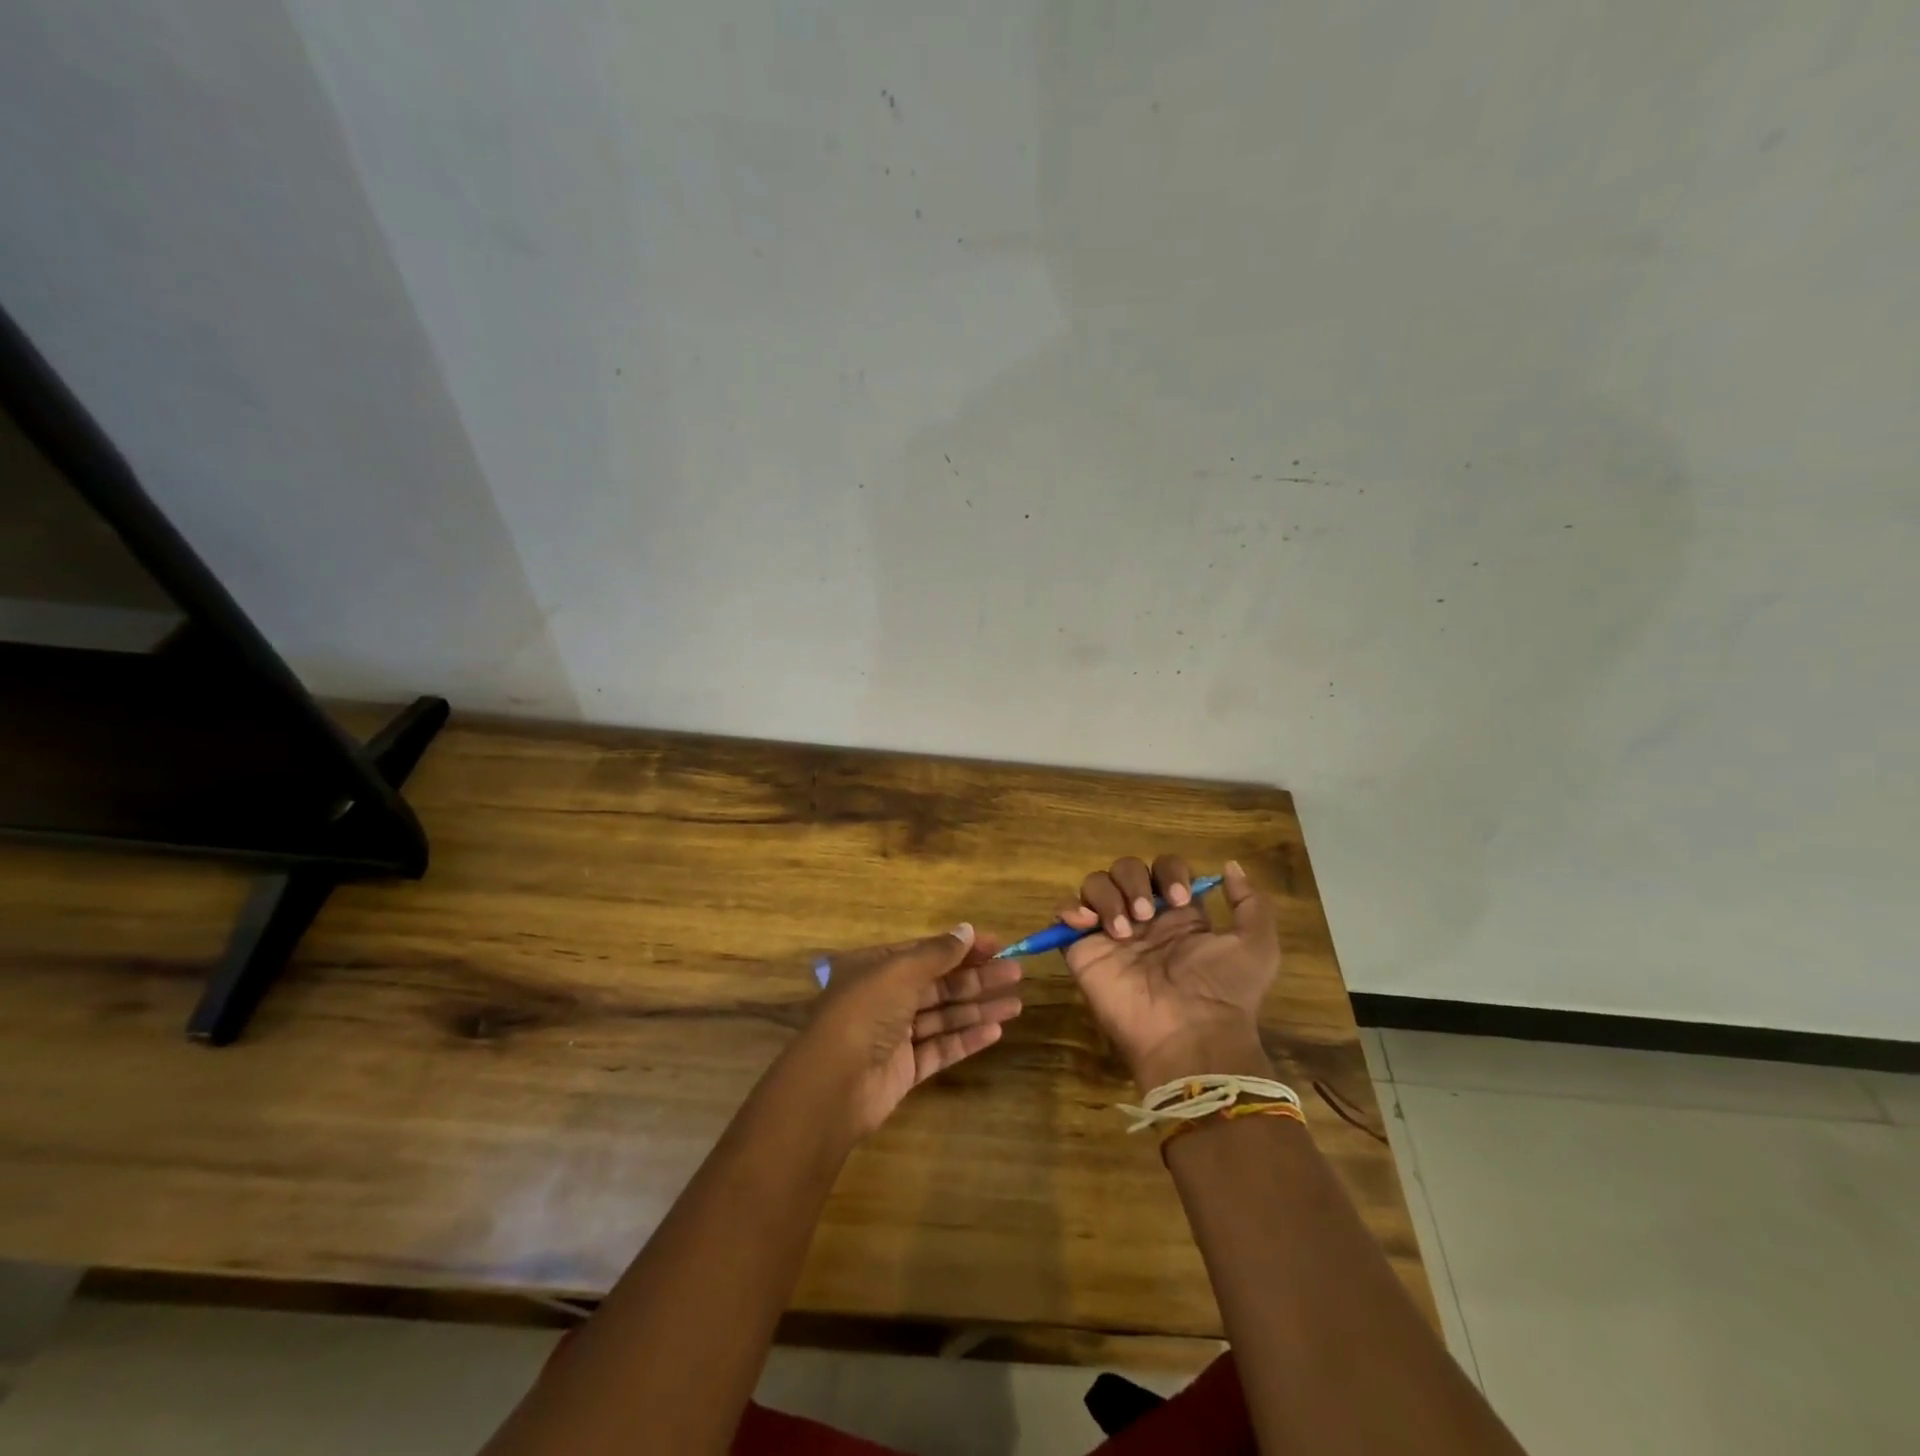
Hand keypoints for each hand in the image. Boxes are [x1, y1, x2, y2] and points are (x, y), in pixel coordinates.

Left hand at [793, 924, 1022, 1138]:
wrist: (836, 1083)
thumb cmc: (865, 1011)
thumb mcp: (900, 971)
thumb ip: (938, 952)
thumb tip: (967, 930)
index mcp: (875, 967)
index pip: (925, 951)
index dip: (961, 948)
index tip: (998, 945)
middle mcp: (884, 997)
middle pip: (938, 983)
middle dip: (977, 978)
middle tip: (1016, 973)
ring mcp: (895, 1035)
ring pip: (943, 1015)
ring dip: (978, 1008)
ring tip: (1016, 1003)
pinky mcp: (905, 1068)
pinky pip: (941, 1047)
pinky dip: (967, 1038)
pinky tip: (996, 1031)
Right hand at [1058, 857, 1278, 1089]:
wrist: (1189, 1034)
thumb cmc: (1223, 990)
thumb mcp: (1256, 945)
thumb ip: (1250, 902)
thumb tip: (1230, 865)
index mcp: (1179, 915)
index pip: (1164, 869)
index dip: (1170, 872)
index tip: (1179, 899)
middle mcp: (1142, 919)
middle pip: (1126, 869)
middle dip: (1134, 882)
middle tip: (1146, 916)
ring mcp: (1110, 934)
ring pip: (1095, 884)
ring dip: (1108, 897)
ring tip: (1123, 931)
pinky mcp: (1083, 951)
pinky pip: (1064, 914)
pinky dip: (1070, 908)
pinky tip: (1087, 923)